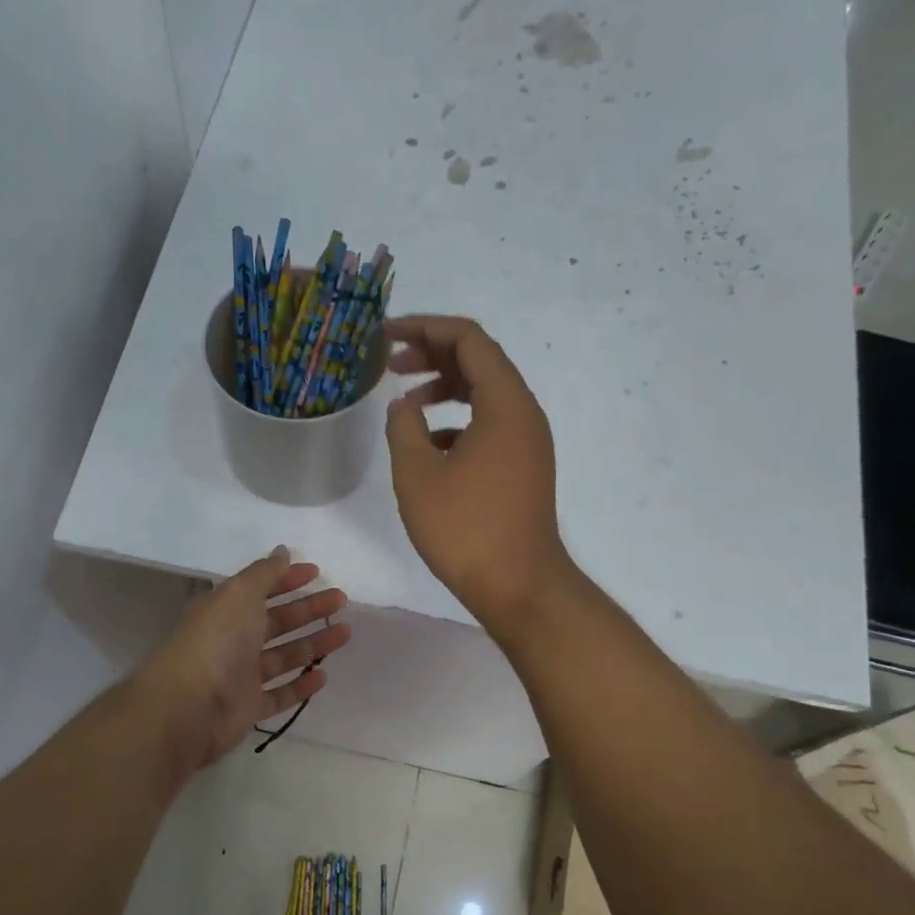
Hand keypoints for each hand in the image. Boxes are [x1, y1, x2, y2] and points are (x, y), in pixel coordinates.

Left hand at [140, 548, 350, 773]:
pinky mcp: (248, 708)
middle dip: (308, 609)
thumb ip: (264, 573)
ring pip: (283, 656)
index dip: (287, 579)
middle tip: (341, 601)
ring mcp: (240, 675)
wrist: (190, 705)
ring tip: (345, 633)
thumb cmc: (216, 641)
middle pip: (276, 621)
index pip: (260, 589)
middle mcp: (232, 640)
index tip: (317, 572)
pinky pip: (279, 695)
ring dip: (313, 644)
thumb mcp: (239, 594)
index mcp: (225, 610)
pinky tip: (322, 676)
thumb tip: (283, 551)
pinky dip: (300, 686)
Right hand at [384, 316, 573, 635]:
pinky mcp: (523, 468)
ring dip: (443, 389)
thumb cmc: (466, 529)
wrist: (519, 585)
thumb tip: (403, 406)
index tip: (386, 335)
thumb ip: (404, 428)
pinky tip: (428, 446)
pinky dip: (457, 422)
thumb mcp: (418, 475)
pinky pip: (489, 426)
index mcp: (504, 403)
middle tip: (389, 365)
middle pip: (479, 361)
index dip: (424, 328)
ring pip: (484, 395)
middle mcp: (524, 413)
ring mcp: (527, 442)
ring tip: (404, 402)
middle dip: (432, 355)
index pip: (468, 339)